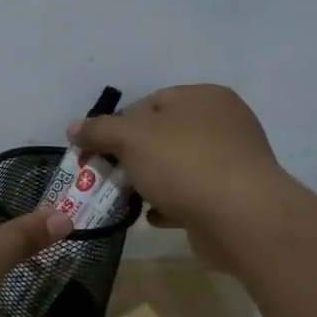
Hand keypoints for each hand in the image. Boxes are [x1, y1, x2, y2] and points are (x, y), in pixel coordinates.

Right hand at [69, 85, 288, 270]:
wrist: (242, 219)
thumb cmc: (184, 164)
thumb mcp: (130, 138)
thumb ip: (99, 130)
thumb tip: (74, 127)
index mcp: (203, 97)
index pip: (150, 102)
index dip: (119, 125)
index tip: (99, 150)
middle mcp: (223, 124)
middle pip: (162, 136)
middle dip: (131, 157)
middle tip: (108, 176)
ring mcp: (232, 162)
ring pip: (176, 168)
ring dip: (149, 182)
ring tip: (126, 199)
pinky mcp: (234, 198)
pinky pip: (192, 195)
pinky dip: (169, 204)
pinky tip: (153, 217)